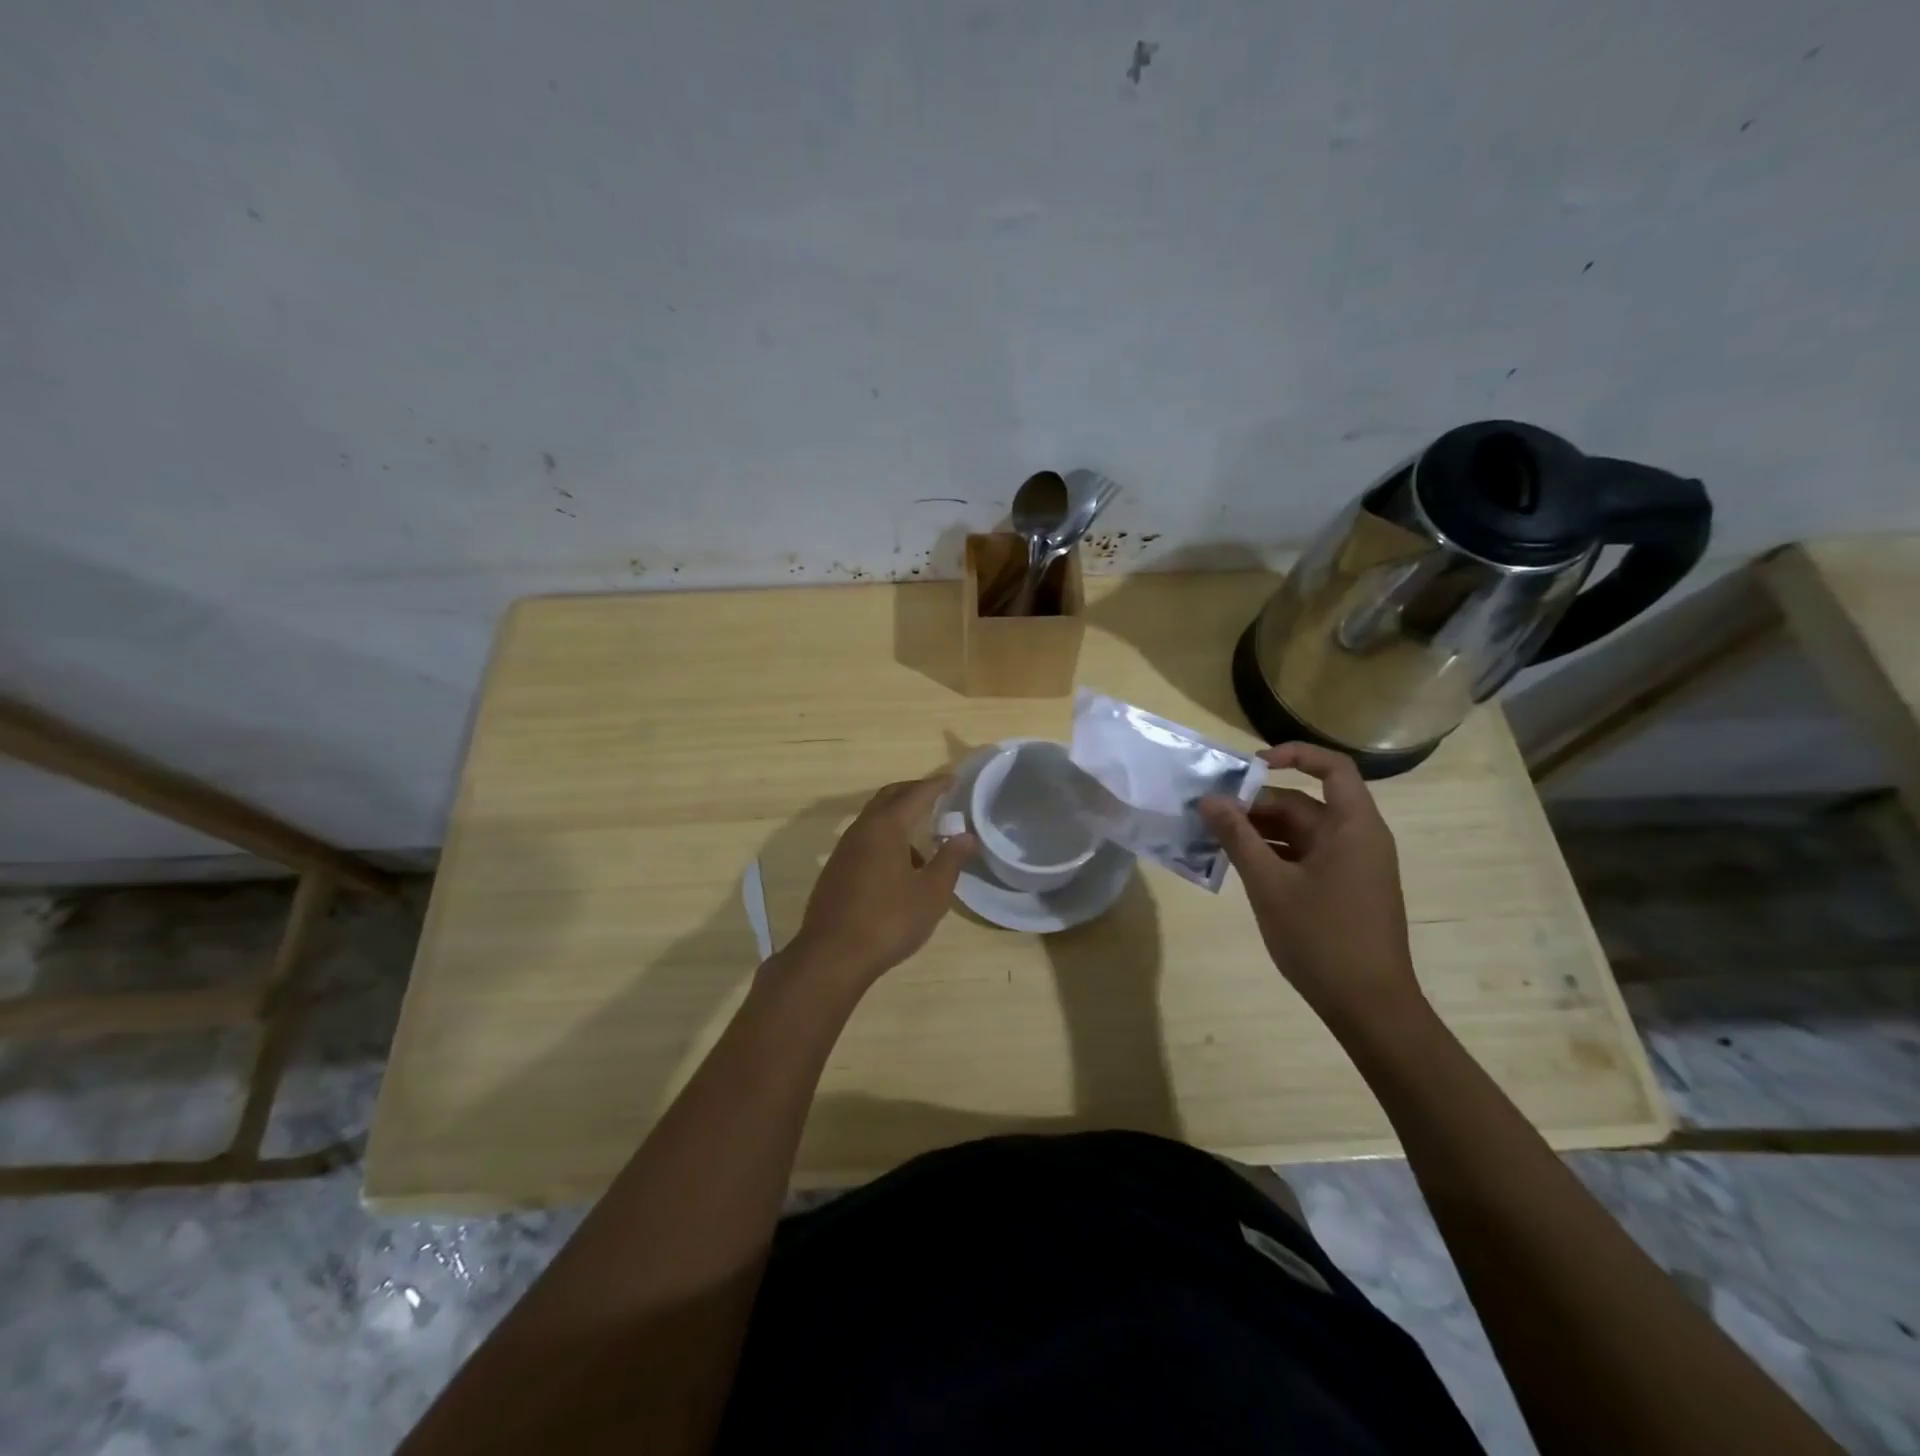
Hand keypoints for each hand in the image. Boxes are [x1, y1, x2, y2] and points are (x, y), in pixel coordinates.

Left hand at [785, 776, 977, 988]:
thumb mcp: (931, 893)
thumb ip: (950, 860)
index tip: (953, 779)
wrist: (832, 956)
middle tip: (936, 796)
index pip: (915, 794)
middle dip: (913, 792)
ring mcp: (844, 850)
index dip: (936, 785)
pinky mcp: (836, 870)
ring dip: (898, 818)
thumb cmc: (889, 920)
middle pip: (888, 798)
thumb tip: (966, 836)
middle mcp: (862, 830)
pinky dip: (885, 838)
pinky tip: (900, 868)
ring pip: (874, 819)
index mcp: (886, 827)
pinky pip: (865, 840)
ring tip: (923, 840)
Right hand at [1200, 743, 1421, 1025]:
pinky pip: (1304, 856)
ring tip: (1214, 838)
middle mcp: (1357, 838)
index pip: (1332, 768)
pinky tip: (1238, 865)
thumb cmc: (1322, 939)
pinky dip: (1273, 854)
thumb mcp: (1270, 885)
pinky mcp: (1343, 889)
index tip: (1249, 766)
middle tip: (1210, 813)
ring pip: (1300, 831)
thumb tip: (1208, 800)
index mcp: (1353, 827)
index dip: (1293, 756)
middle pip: (1305, 803)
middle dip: (1257, 804)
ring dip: (1259, 831)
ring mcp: (1352, 865)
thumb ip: (1237, 838)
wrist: (1369, 1007)